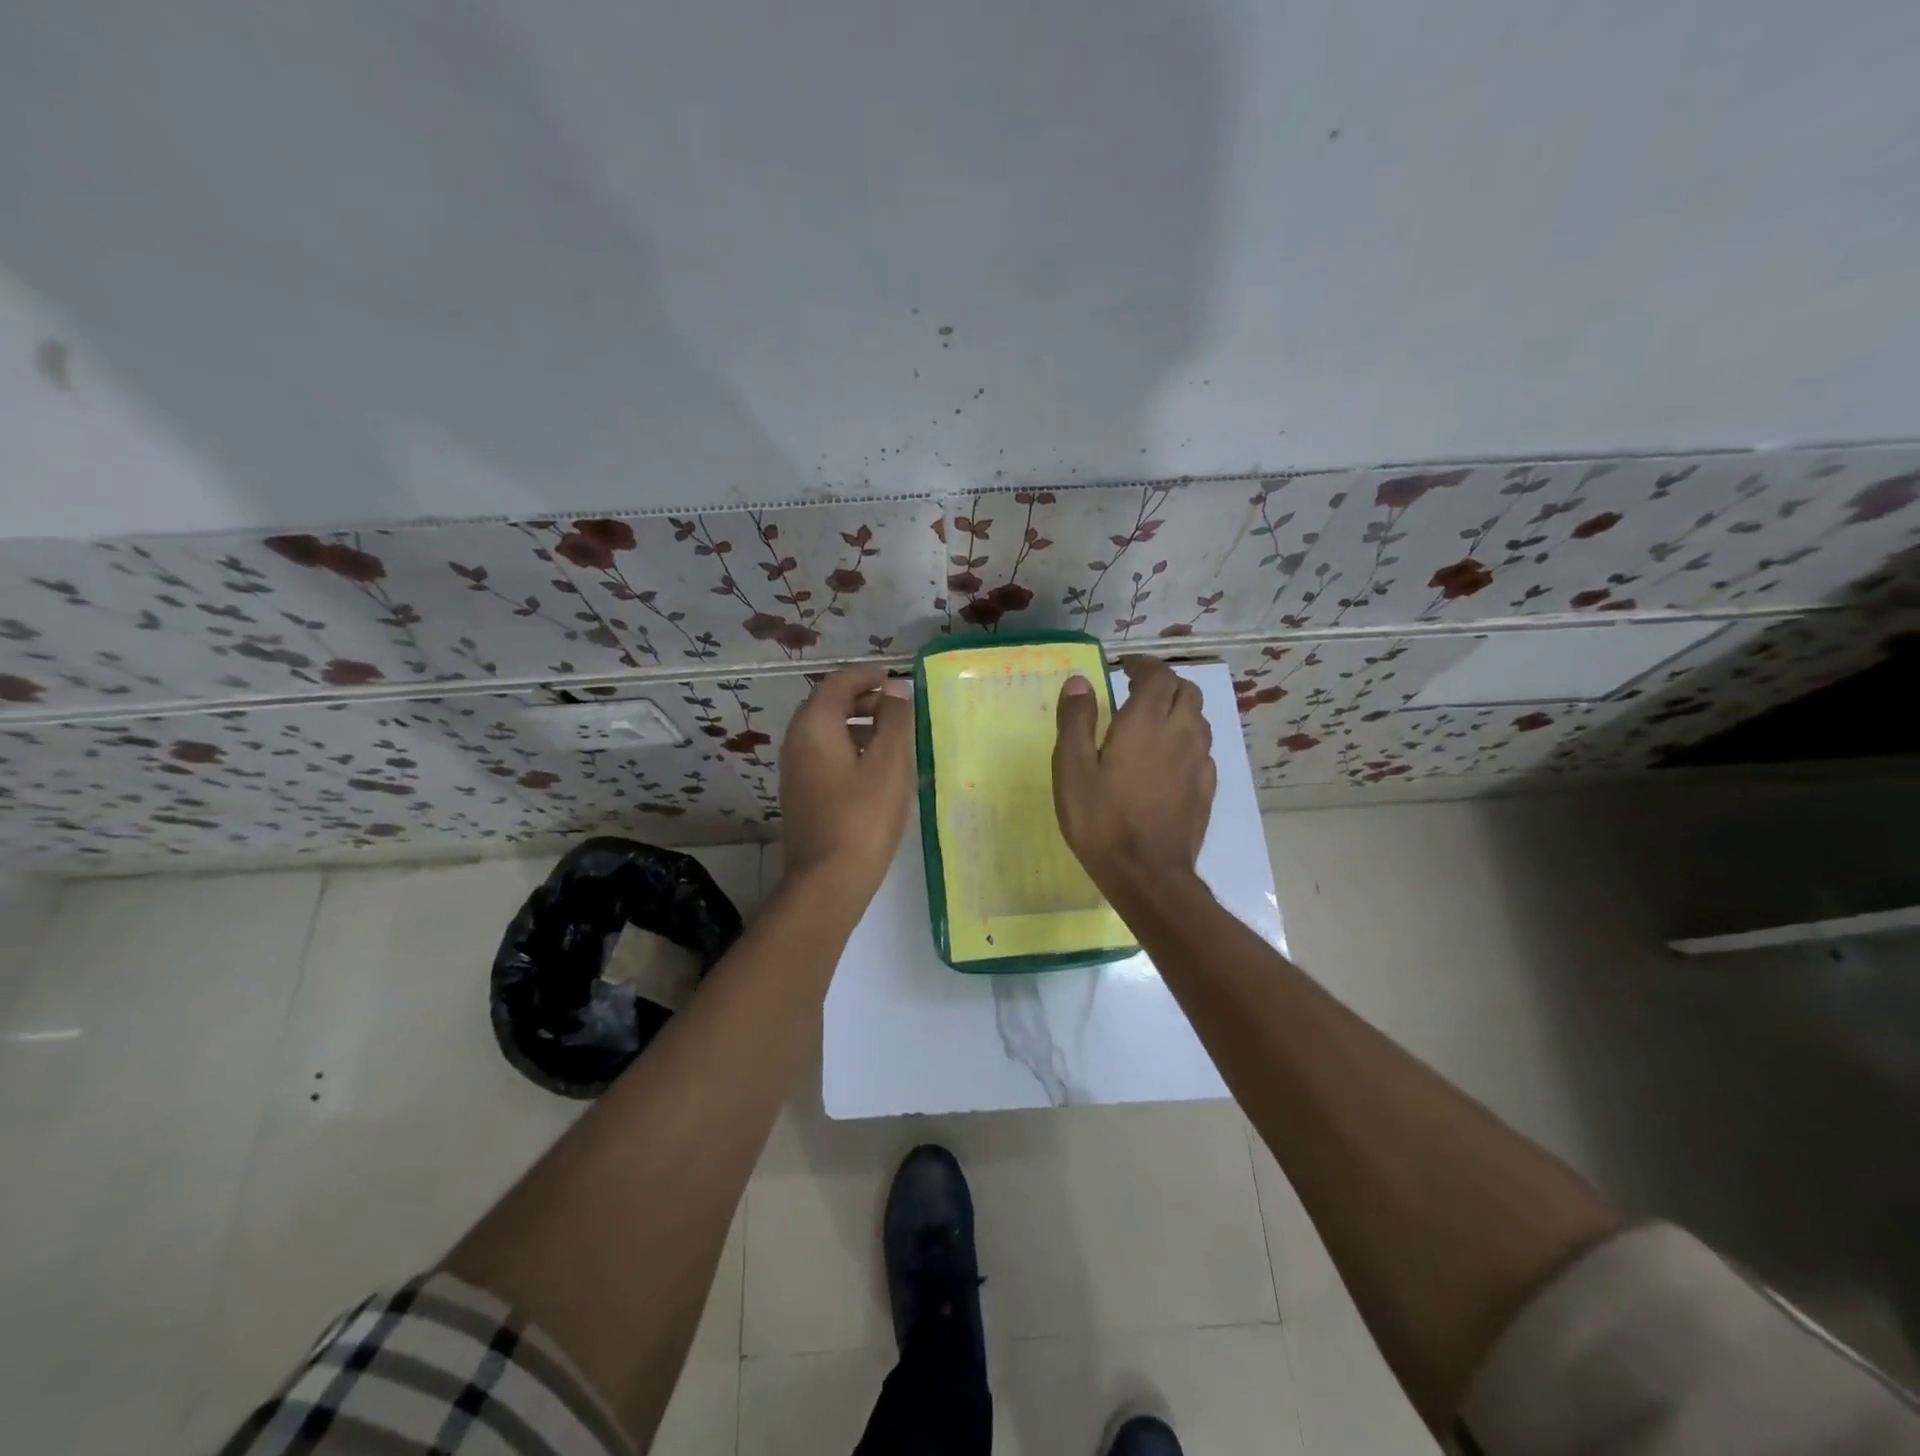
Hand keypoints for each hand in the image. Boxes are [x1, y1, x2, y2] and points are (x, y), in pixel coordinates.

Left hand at [779, 665, 915, 897]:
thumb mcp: (889, 763)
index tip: (892, 678)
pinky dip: (850, 749)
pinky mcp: (803, 795)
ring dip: (858, 726)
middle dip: (863, 700)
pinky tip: (877, 769)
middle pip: (828, 706)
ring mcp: (796, 771)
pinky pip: (826, 756)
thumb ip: (895, 720)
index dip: (865, 676)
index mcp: (814, 727)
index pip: (837, 684)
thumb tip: (895, 690)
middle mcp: (797, 742)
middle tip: (897, 706)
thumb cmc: (863, 816)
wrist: (829, 880)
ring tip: (893, 737)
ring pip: (827, 733)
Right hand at [1053, 656, 1214, 896]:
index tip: (1126, 666)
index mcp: (1147, 721)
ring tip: (1154, 720)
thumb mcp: (1072, 768)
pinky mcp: (1206, 789)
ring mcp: (1199, 762)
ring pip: (1199, 719)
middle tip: (1139, 689)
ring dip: (1179, 709)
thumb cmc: (1101, 819)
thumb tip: (1081, 682)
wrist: (1147, 874)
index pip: (1158, 675)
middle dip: (1164, 683)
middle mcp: (1181, 733)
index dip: (1144, 665)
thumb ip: (1076, 720)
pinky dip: (1187, 739)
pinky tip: (1169, 758)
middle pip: (1186, 692)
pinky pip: (1202, 749)